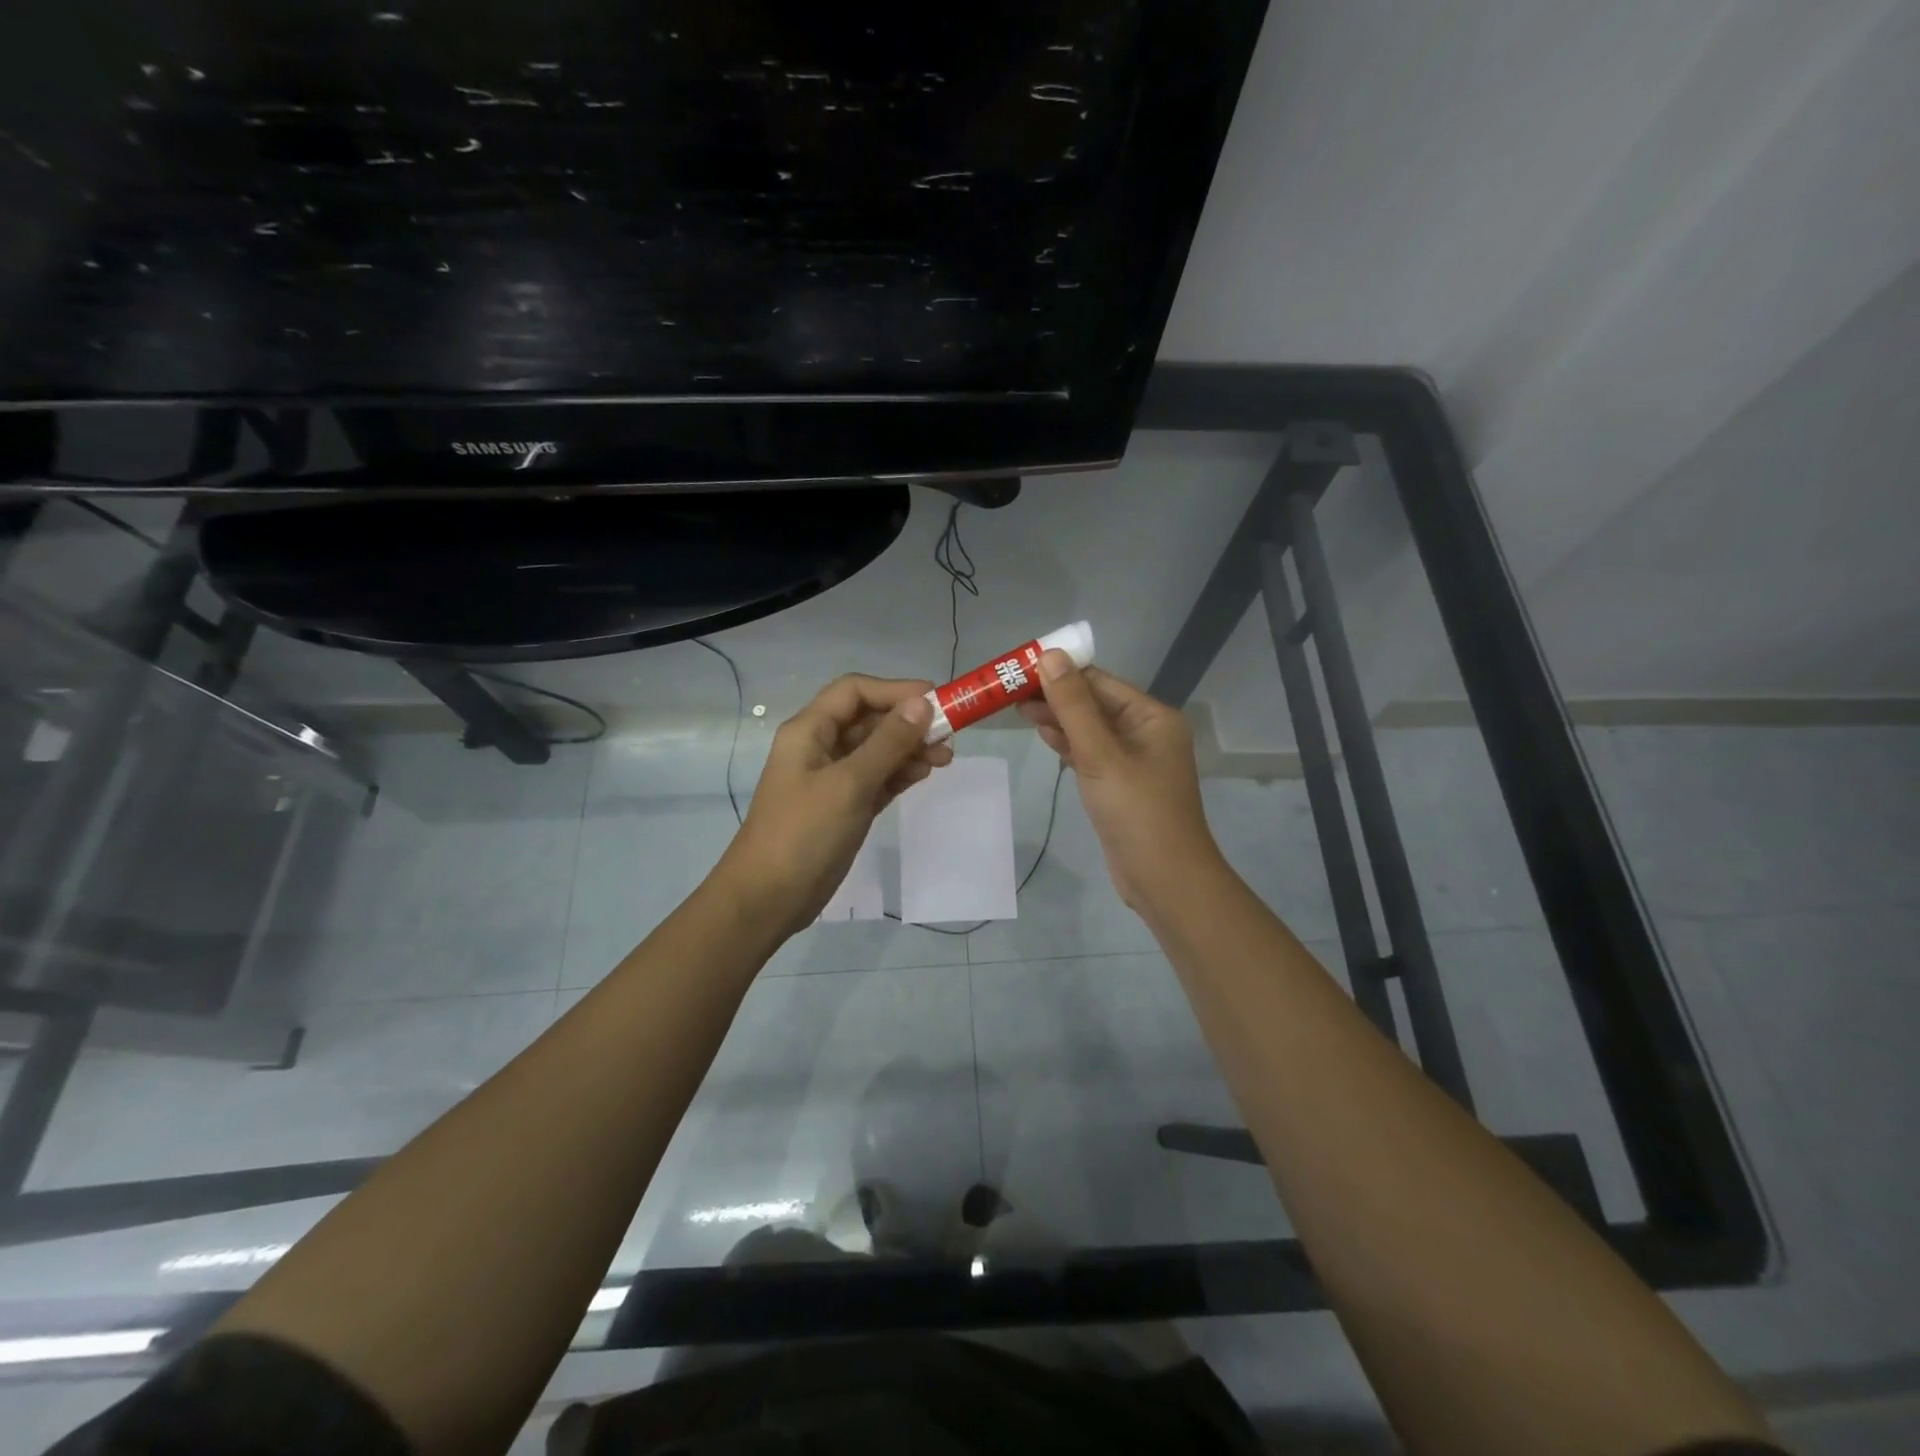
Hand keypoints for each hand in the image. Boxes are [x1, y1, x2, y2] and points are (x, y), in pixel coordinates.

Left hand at [712, 675, 953, 937]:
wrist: (769, 898)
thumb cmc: (804, 833)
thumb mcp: (849, 784)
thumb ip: (887, 742)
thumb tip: (922, 704)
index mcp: (810, 730)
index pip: (855, 691)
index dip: (896, 690)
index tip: (936, 701)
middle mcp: (820, 747)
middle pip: (869, 719)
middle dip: (908, 723)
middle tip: (948, 737)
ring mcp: (832, 778)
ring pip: (877, 750)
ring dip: (909, 749)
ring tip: (944, 761)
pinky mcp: (844, 806)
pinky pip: (877, 778)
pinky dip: (899, 773)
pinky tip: (922, 775)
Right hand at [1019, 653, 1220, 909]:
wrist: (1164, 879)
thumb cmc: (1136, 811)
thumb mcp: (1101, 754)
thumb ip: (1073, 706)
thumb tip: (1050, 655)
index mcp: (1152, 717)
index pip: (1100, 681)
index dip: (1061, 671)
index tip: (1020, 667)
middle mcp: (1147, 731)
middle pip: (1094, 703)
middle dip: (1055, 696)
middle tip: (1009, 691)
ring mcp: (1134, 759)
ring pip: (1090, 729)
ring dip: (1059, 719)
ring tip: (1017, 709)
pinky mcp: (1120, 784)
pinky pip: (1092, 753)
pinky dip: (1069, 744)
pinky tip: (1044, 735)